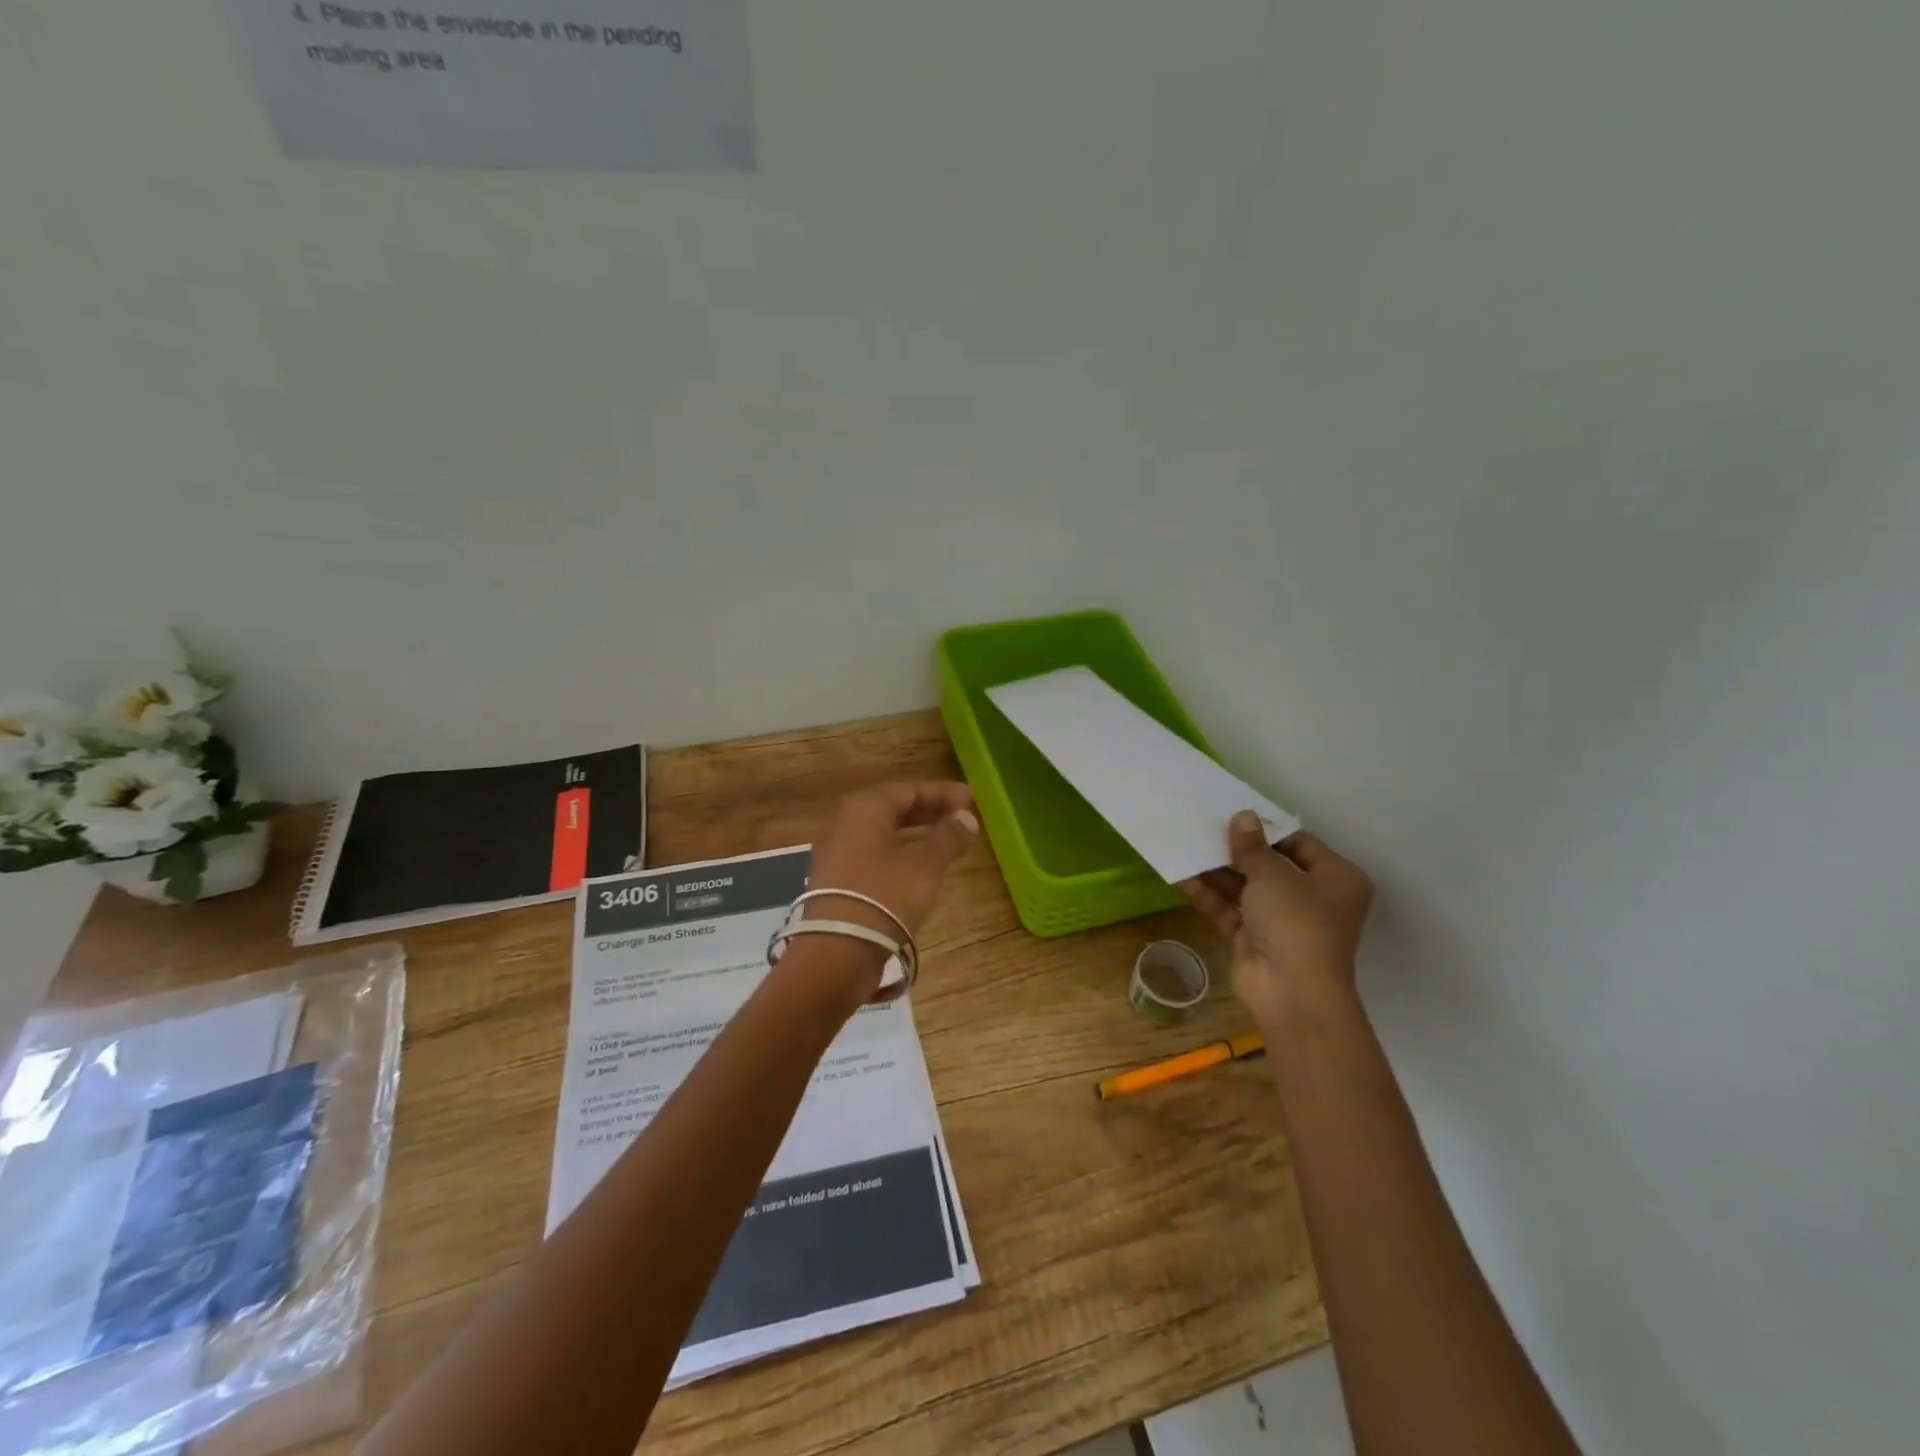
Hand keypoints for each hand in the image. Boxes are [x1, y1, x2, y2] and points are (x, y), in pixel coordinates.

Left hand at [805, 781, 979, 940]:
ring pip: (883, 834)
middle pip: (893, 809)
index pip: (908, 789)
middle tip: (961, 817)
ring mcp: (837, 854)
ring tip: (946, 842)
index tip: (971, 799)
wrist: (838, 950)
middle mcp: (845, 824)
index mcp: (864, 808)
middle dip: (929, 811)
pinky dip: (900, 854)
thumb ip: (948, 837)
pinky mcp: (837, 882)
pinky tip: (920, 869)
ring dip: (916, 834)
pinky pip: (874, 856)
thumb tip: (967, 818)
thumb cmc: (885, 895)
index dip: (942, 793)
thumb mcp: (925, 864)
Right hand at [1181, 811, 1373, 1032]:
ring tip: (1187, 846)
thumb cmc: (1296, 921)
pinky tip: (1182, 877)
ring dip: (1218, 871)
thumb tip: (1242, 816)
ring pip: (1247, 888)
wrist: (1291, 991)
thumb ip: (1252, 846)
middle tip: (1205, 828)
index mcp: (1336, 878)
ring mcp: (1282, 921)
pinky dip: (1210, 895)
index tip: (1234, 815)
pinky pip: (1230, 910)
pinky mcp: (1255, 939)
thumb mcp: (1272, 874)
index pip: (1300, 844)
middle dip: (1237, 851)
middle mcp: (1313, 898)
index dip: (1267, 830)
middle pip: (1270, 866)